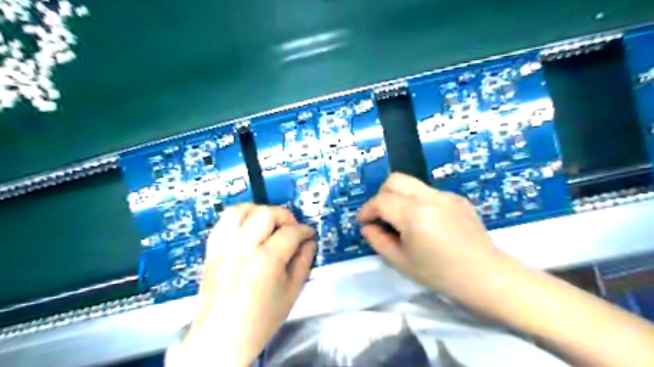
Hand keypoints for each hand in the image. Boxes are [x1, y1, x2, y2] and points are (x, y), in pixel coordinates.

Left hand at [181, 205, 316, 365]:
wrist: (222, 338)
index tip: (309, 233)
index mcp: (266, 261)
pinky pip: (223, 222)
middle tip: (290, 228)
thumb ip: (304, 262)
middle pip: (266, 213)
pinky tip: (248, 228)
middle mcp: (242, 248)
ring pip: (240, 210)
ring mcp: (223, 248)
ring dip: (259, 211)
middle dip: (284, 216)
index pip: (290, 232)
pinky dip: (239, 218)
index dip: (304, 230)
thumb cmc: (261, 320)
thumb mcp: (291, 293)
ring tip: (268, 224)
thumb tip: (310, 242)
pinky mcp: (211, 251)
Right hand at [357, 174, 504, 302]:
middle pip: (395, 180)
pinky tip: (426, 222)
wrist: (486, 277)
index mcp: (415, 215)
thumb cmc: (440, 275)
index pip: (381, 201)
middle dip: (381, 195)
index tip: (363, 222)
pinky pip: (428, 192)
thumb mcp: (401, 262)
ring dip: (399, 197)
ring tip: (403, 220)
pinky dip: (417, 202)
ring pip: (411, 184)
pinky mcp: (457, 198)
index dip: (366, 210)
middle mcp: (430, 197)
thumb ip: (377, 240)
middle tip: (381, 216)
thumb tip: (368, 226)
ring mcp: (446, 195)